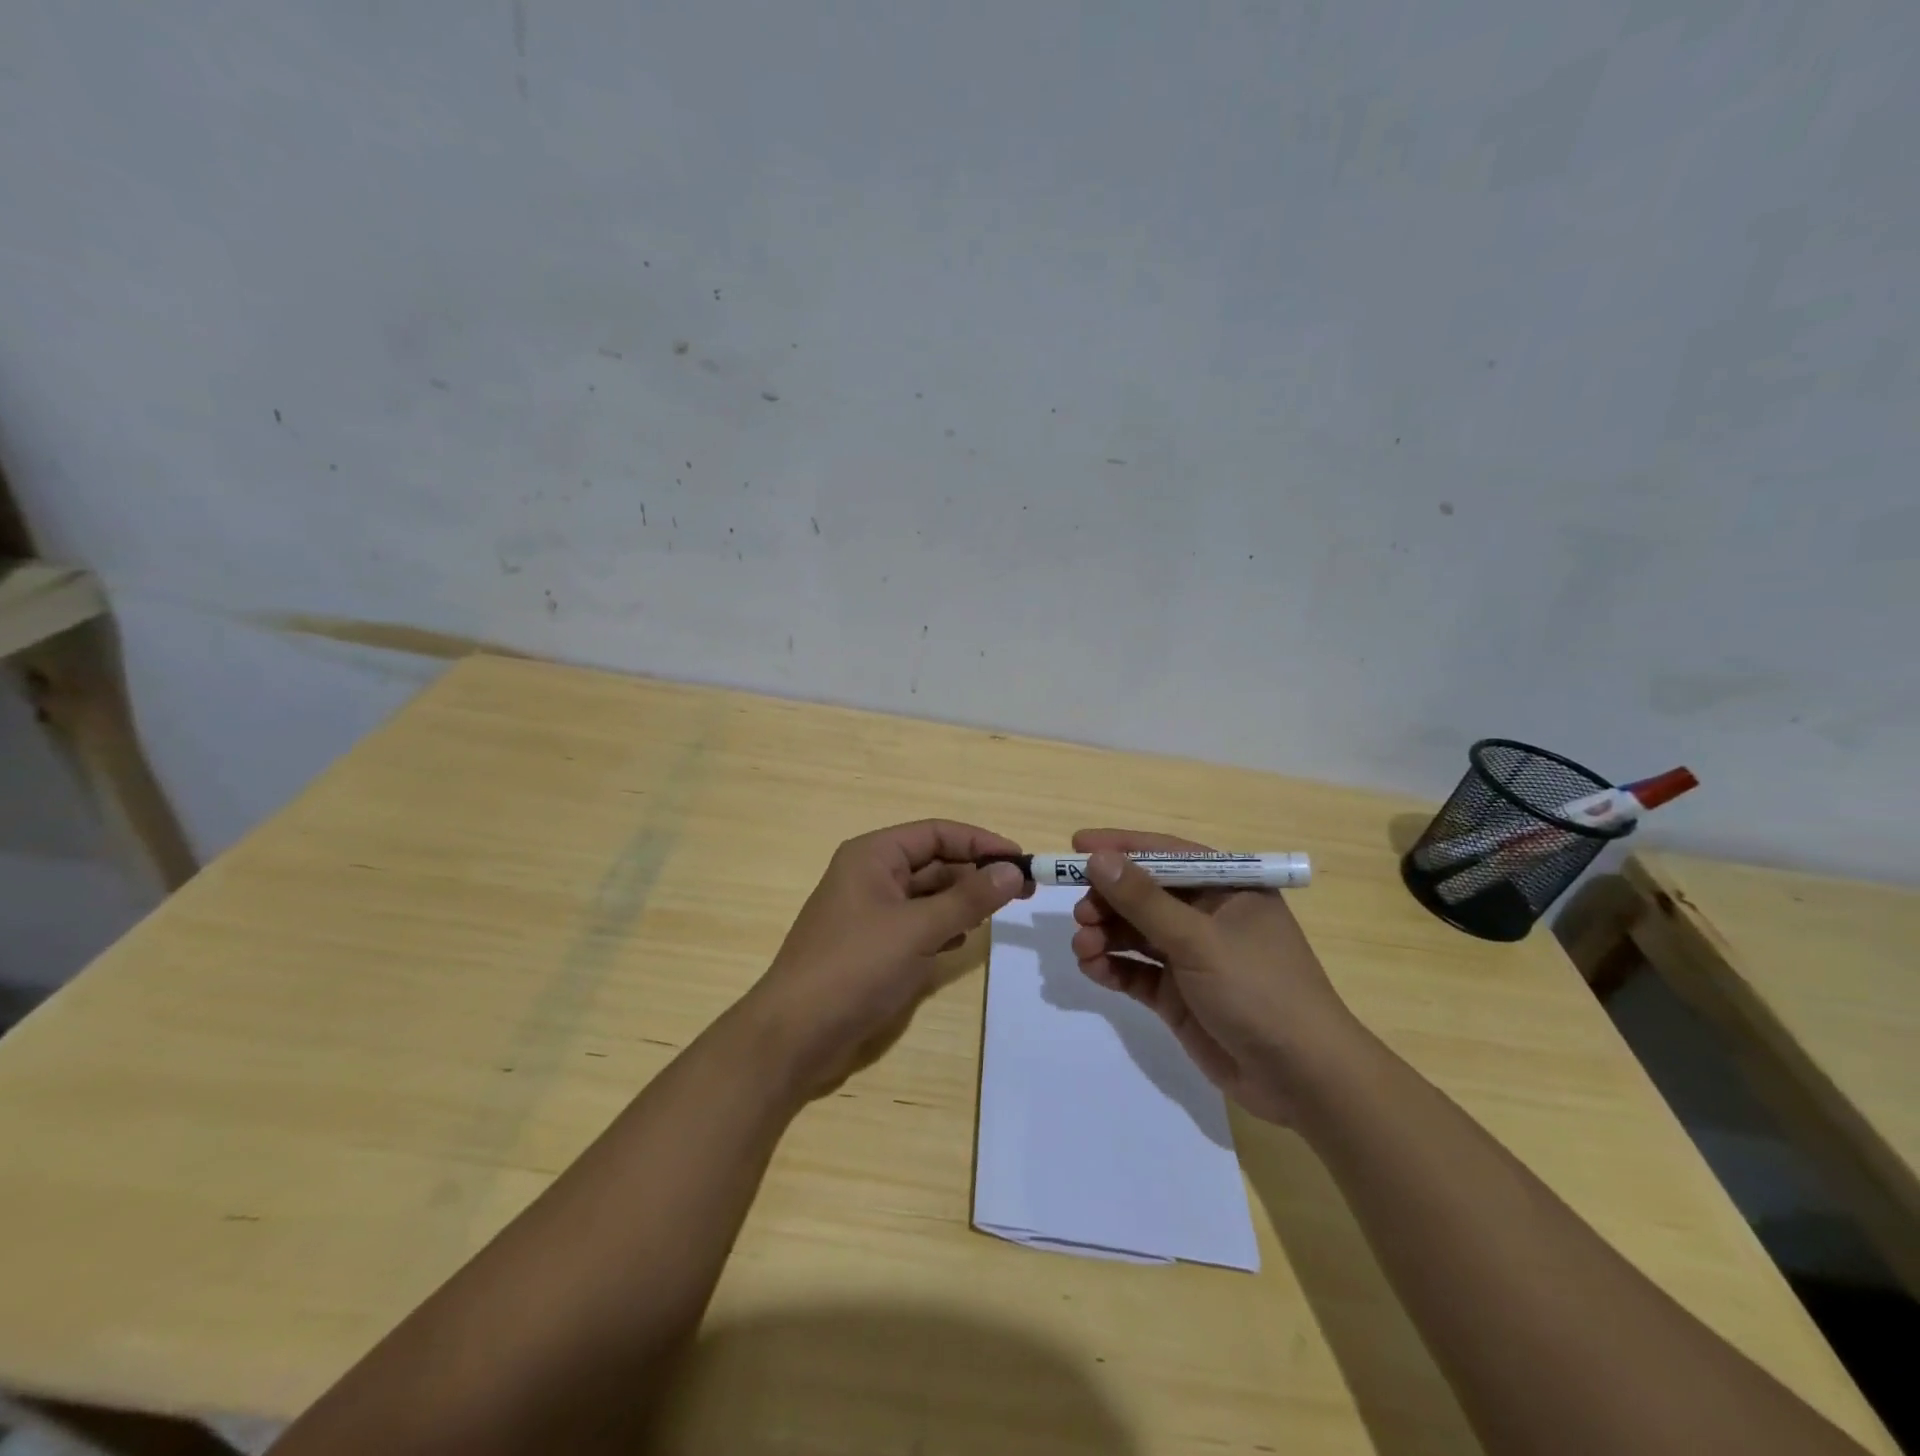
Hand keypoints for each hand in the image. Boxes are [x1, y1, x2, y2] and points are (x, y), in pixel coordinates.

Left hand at [744, 820, 1029, 1098]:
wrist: (794, 1035)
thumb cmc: (856, 968)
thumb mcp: (917, 929)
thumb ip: (968, 898)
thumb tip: (1011, 870)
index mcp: (873, 855)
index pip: (936, 833)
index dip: (981, 842)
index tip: (1021, 860)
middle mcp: (870, 875)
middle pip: (933, 862)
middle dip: (975, 873)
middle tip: (1021, 891)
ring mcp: (869, 912)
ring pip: (926, 895)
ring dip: (961, 901)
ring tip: (997, 913)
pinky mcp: (871, 946)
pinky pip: (915, 924)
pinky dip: (941, 927)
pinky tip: (962, 940)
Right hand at [1068, 828, 1362, 1124]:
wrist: (1304, 1079)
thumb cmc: (1260, 990)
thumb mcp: (1199, 940)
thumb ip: (1144, 901)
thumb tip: (1097, 859)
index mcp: (1227, 888)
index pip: (1166, 854)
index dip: (1121, 848)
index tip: (1076, 846)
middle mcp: (1207, 916)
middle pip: (1144, 895)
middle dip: (1108, 901)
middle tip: (1080, 914)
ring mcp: (1192, 957)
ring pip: (1135, 933)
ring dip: (1105, 935)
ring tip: (1083, 947)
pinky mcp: (1178, 995)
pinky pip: (1136, 971)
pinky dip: (1112, 968)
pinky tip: (1093, 969)